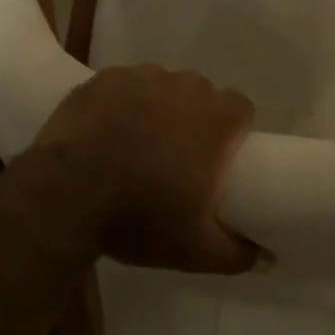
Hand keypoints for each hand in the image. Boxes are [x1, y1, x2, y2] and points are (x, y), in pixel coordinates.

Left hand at [34, 65, 265, 275]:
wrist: (67, 193)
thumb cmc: (141, 215)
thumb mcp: (195, 249)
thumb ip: (237, 252)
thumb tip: (267, 258)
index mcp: (216, 117)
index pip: (240, 109)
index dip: (232, 131)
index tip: (216, 157)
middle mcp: (186, 85)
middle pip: (200, 95)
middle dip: (192, 119)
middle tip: (174, 156)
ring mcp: (143, 76)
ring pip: (161, 87)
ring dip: (156, 108)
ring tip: (134, 144)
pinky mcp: (106, 77)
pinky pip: (123, 86)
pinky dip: (120, 104)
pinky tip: (104, 132)